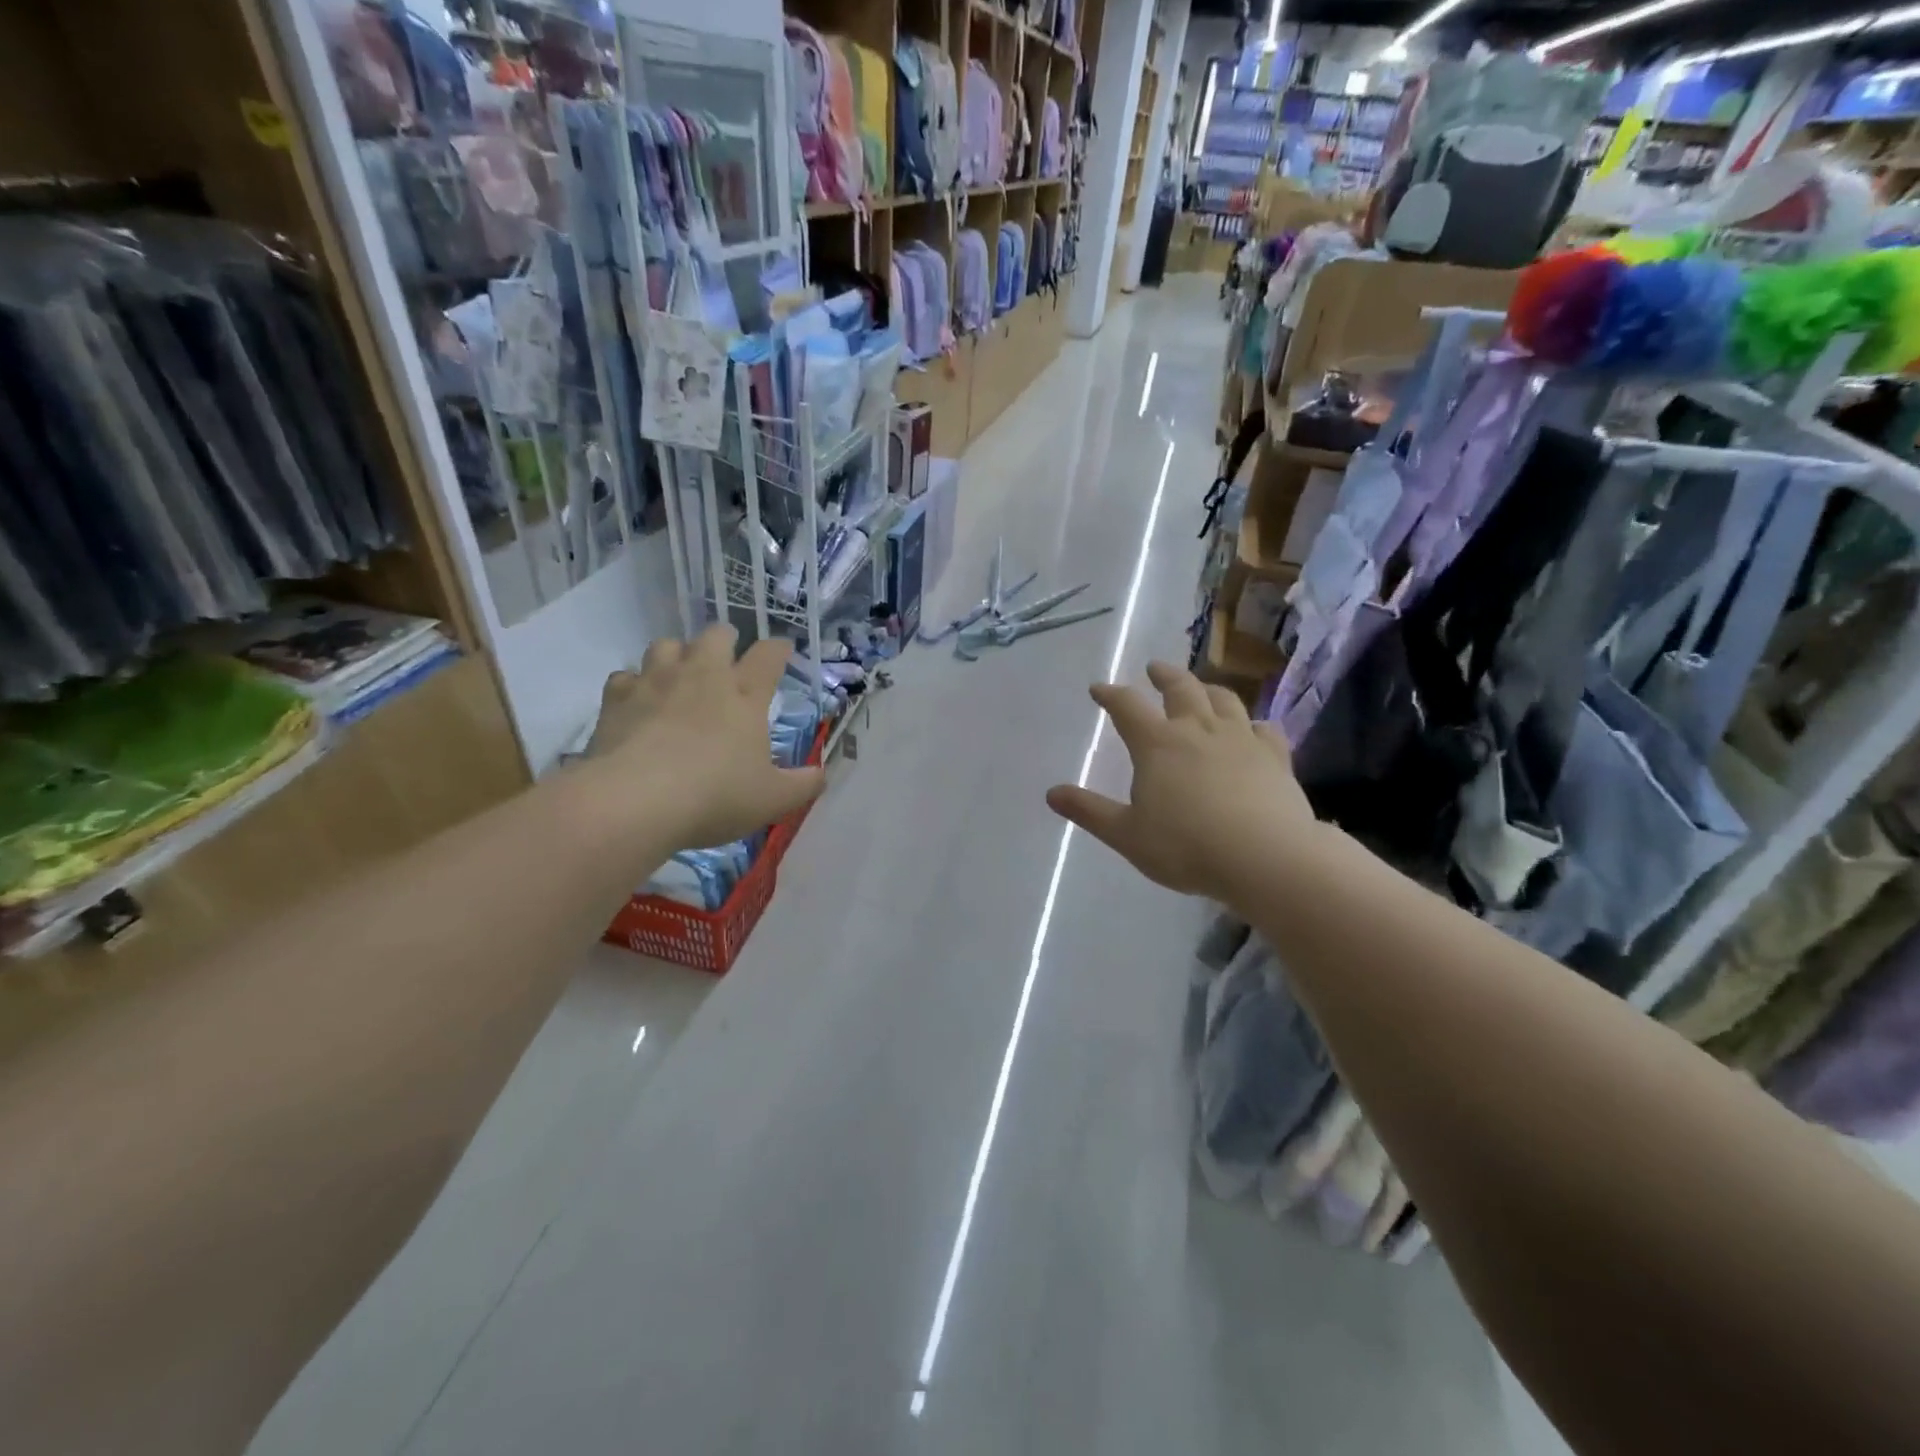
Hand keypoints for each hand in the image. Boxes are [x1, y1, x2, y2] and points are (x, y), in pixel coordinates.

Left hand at [586, 626, 823, 850]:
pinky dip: (634, 684)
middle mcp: (702, 676)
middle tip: (728, 660)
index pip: (769, 655)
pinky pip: (625, 676)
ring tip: (680, 675)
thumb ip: (803, 784)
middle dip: (726, 641)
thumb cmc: (715, 796)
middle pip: (716, 635)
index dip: (779, 648)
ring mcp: (656, 682)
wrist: (635, 801)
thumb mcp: (773, 800)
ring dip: (678, 655)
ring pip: (667, 644)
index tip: (783, 650)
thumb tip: (821, 774)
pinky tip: (638, 702)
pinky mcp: (617, 698)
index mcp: (745, 695)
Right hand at [1046, 661, 1318, 903]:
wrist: (1265, 857)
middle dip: (1164, 675)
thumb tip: (1051, 794)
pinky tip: (1253, 728)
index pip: (1127, 707)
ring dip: (1207, 688)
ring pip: (1223, 699)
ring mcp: (1241, 739)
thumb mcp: (1126, 834)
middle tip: (1155, 668)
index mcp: (1157, 744)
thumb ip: (1089, 811)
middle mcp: (1198, 730)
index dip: (1110, 694)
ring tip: (1200, 687)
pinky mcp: (1274, 756)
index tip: (1099, 689)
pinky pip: (1264, 728)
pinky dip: (1253, 723)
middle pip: (1181, 688)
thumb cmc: (1186, 847)